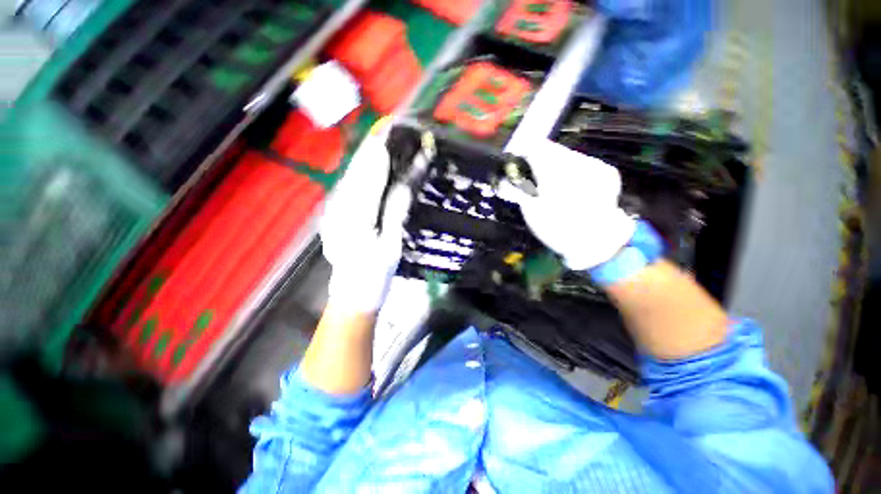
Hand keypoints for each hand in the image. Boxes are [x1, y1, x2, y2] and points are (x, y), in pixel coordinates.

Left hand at [320, 128, 410, 313]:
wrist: (351, 296)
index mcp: (356, 216)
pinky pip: (349, 187)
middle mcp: (339, 207)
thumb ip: (396, 210)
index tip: (394, 129)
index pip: (371, 174)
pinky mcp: (334, 214)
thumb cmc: (375, 275)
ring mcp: (334, 210)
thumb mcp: (392, 244)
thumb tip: (406, 181)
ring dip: (367, 157)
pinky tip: (373, 167)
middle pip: (358, 169)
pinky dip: (363, 173)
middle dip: (374, 147)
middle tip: (390, 128)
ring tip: (384, 141)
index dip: (383, 150)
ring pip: (351, 176)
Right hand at [500, 139, 635, 270]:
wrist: (598, 243)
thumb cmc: (558, 229)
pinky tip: (570, 187)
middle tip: (530, 177)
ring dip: (554, 164)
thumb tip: (503, 179)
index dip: (521, 152)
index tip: (515, 163)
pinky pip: (582, 163)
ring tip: (550, 185)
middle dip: (537, 159)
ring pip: (566, 155)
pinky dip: (571, 171)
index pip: (534, 146)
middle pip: (551, 149)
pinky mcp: (607, 171)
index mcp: (555, 170)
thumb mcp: (531, 212)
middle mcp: (576, 161)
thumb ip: (517, 190)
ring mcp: (595, 165)